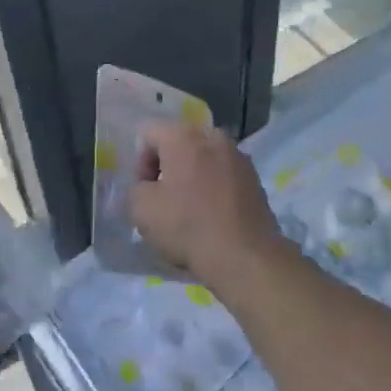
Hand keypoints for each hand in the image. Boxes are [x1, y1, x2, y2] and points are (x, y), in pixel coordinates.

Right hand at [131, 121, 285, 291]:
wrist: (246, 257)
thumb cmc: (189, 227)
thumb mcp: (142, 210)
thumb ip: (135, 189)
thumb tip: (147, 187)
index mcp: (184, 136)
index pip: (149, 133)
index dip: (140, 163)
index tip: (146, 191)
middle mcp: (213, 136)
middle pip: (179, 142)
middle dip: (167, 166)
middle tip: (164, 199)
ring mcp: (238, 156)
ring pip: (204, 158)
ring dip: (192, 175)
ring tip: (190, 208)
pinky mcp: (254, 178)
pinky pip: (224, 173)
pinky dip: (214, 187)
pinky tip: (213, 215)